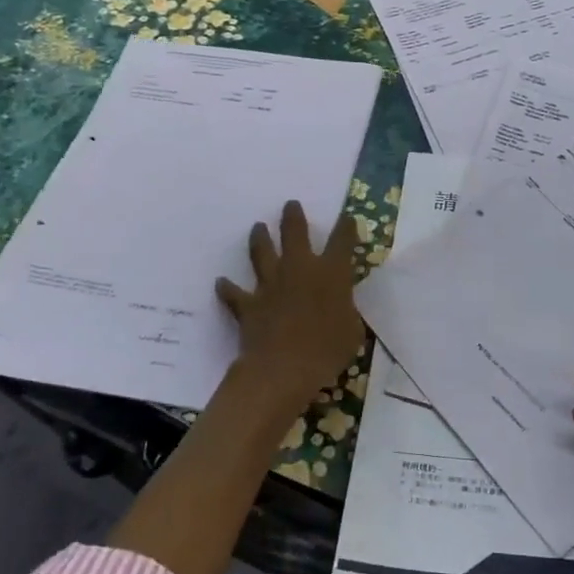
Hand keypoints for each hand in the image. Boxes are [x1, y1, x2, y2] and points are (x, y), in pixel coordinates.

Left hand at [215, 201, 363, 416]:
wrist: (284, 367)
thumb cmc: (328, 349)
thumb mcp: (352, 330)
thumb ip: (346, 313)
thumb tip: (342, 310)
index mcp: (332, 273)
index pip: (342, 241)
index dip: (346, 227)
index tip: (347, 218)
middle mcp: (300, 269)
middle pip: (295, 233)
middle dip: (293, 217)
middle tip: (290, 205)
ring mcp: (271, 285)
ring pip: (262, 253)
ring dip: (260, 239)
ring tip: (257, 227)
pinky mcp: (248, 304)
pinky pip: (234, 293)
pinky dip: (227, 288)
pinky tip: (221, 282)